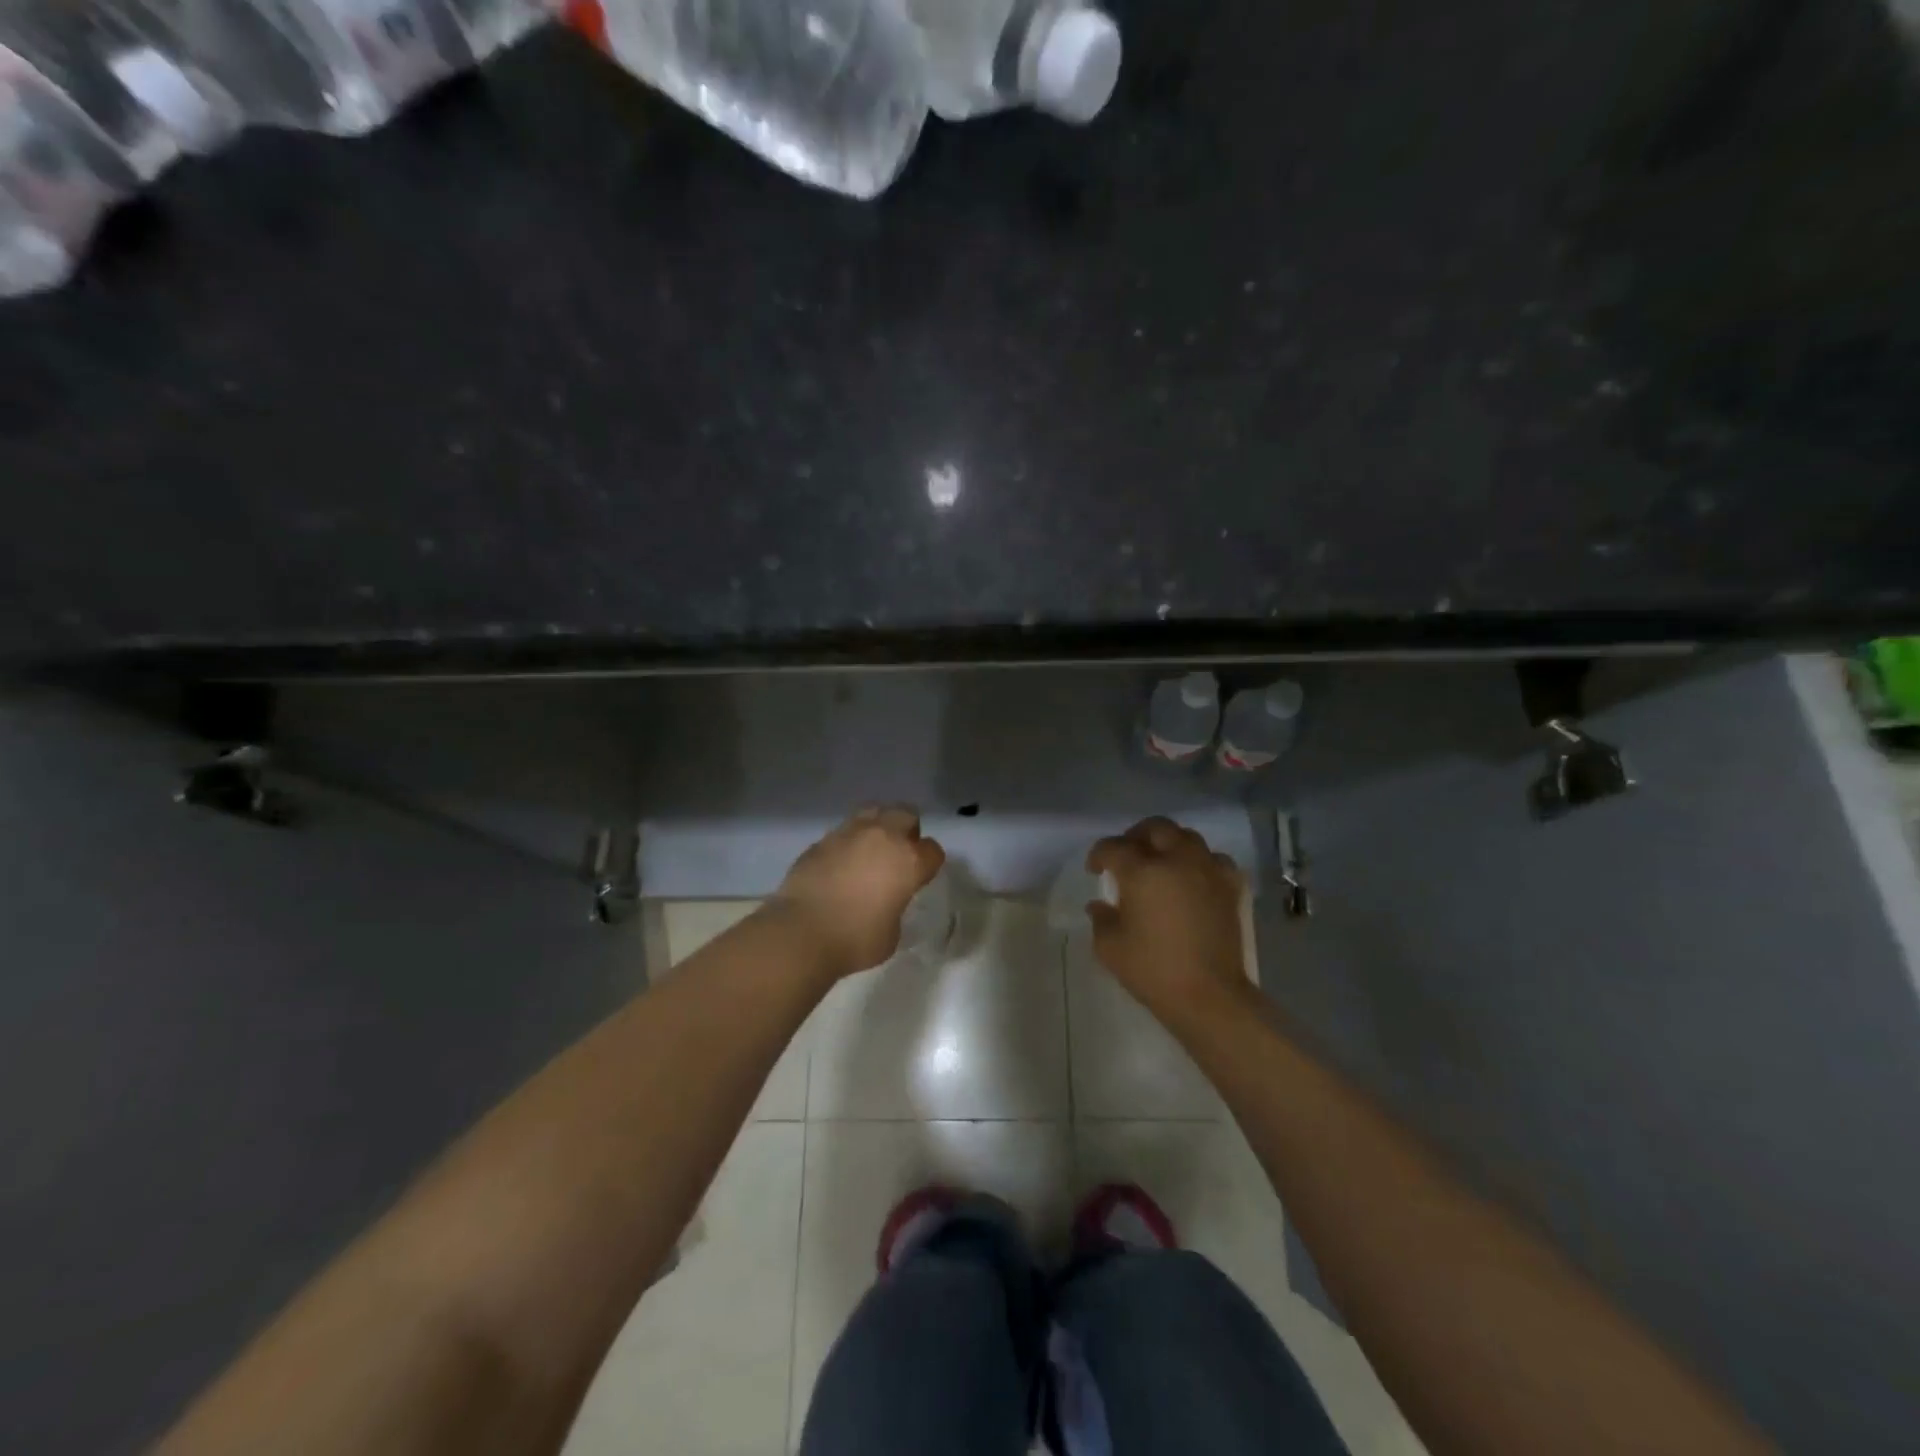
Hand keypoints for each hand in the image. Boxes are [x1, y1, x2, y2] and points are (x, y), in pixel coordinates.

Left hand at [768, 806, 946, 979]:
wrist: (802, 933)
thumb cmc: (856, 940)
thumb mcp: (892, 931)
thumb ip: (895, 906)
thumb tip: (885, 900)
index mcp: (909, 860)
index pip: (932, 851)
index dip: (928, 864)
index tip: (920, 877)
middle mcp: (883, 837)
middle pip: (906, 815)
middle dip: (907, 831)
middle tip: (898, 854)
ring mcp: (849, 833)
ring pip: (873, 812)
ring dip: (877, 828)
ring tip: (869, 851)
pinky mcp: (822, 840)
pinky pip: (843, 832)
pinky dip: (847, 843)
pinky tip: (839, 864)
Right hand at [1087, 817, 1250, 1022]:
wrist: (1209, 996)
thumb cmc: (1153, 970)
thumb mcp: (1110, 948)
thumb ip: (1101, 919)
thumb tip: (1100, 905)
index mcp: (1142, 872)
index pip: (1114, 847)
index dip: (1099, 855)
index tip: (1095, 869)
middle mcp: (1177, 860)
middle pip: (1155, 828)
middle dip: (1136, 836)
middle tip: (1127, 854)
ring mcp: (1207, 871)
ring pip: (1187, 837)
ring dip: (1170, 843)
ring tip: (1161, 861)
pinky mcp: (1230, 887)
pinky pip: (1215, 860)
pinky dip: (1202, 861)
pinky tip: (1194, 876)